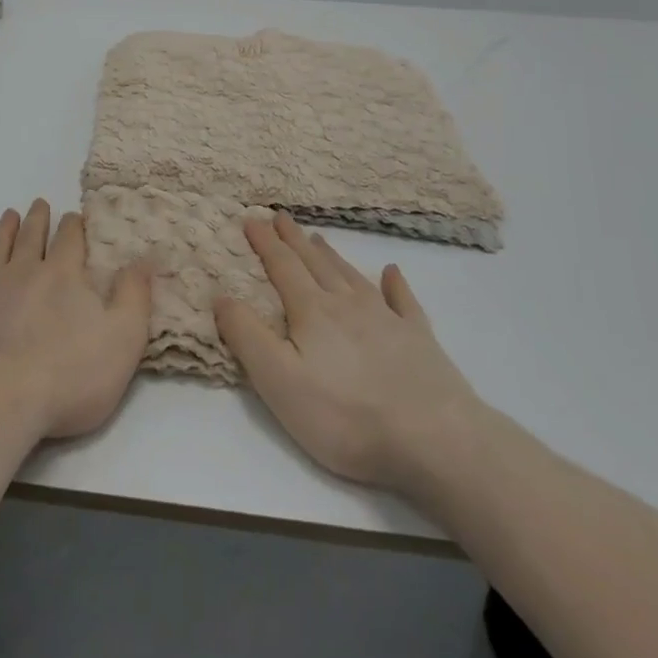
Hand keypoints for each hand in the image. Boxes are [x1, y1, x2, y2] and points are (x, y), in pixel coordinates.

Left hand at [0, 199, 153, 441]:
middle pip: (32, 236)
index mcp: (63, 276)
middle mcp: (23, 271)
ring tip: (9, 214)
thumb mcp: (123, 340)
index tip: (75, 216)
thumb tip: (144, 257)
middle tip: (40, 204)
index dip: (74, 226)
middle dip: (39, 219)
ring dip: (4, 229)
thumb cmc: (68, 378)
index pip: (70, 239)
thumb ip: (135, 296)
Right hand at [213, 212, 488, 504]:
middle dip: (294, 239)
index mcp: (311, 312)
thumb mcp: (278, 381)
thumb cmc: (346, 415)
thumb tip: (221, 295)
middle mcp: (347, 304)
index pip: (282, 267)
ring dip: (332, 255)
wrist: (436, 440)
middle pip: (315, 263)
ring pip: (351, 276)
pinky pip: (404, 301)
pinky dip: (396, 284)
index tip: (251, 218)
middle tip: (281, 216)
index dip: (264, 242)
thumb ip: (246, 335)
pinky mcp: (420, 340)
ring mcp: (387, 319)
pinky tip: (392, 272)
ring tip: (318, 238)